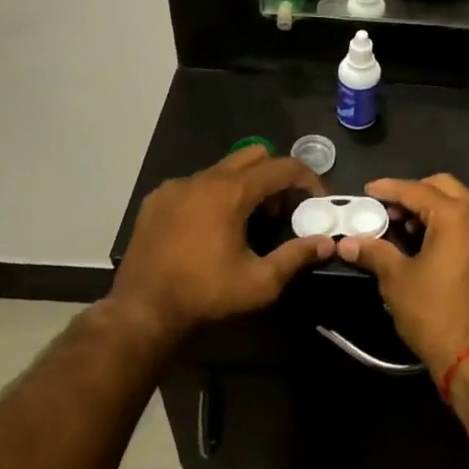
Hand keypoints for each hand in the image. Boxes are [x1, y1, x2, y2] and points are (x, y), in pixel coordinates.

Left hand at [112, 147, 335, 343]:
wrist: (141, 312)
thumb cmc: (205, 295)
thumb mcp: (259, 283)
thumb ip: (296, 257)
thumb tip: (327, 243)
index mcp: (232, 191)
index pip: (282, 167)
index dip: (307, 179)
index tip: (316, 200)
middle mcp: (204, 177)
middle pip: (254, 156)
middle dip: (275, 176)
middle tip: (280, 211)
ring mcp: (176, 185)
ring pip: (222, 169)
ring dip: (244, 185)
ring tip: (246, 222)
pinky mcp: (157, 198)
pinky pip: (195, 183)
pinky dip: (213, 195)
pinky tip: (209, 228)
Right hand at [336, 175, 468, 376]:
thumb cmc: (435, 315)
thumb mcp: (398, 281)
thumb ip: (374, 253)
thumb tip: (347, 243)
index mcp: (456, 217)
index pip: (417, 190)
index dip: (390, 189)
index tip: (368, 191)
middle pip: (445, 187)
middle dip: (415, 192)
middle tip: (391, 210)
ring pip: (464, 201)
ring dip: (437, 205)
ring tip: (411, 226)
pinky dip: (454, 220)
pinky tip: (434, 242)